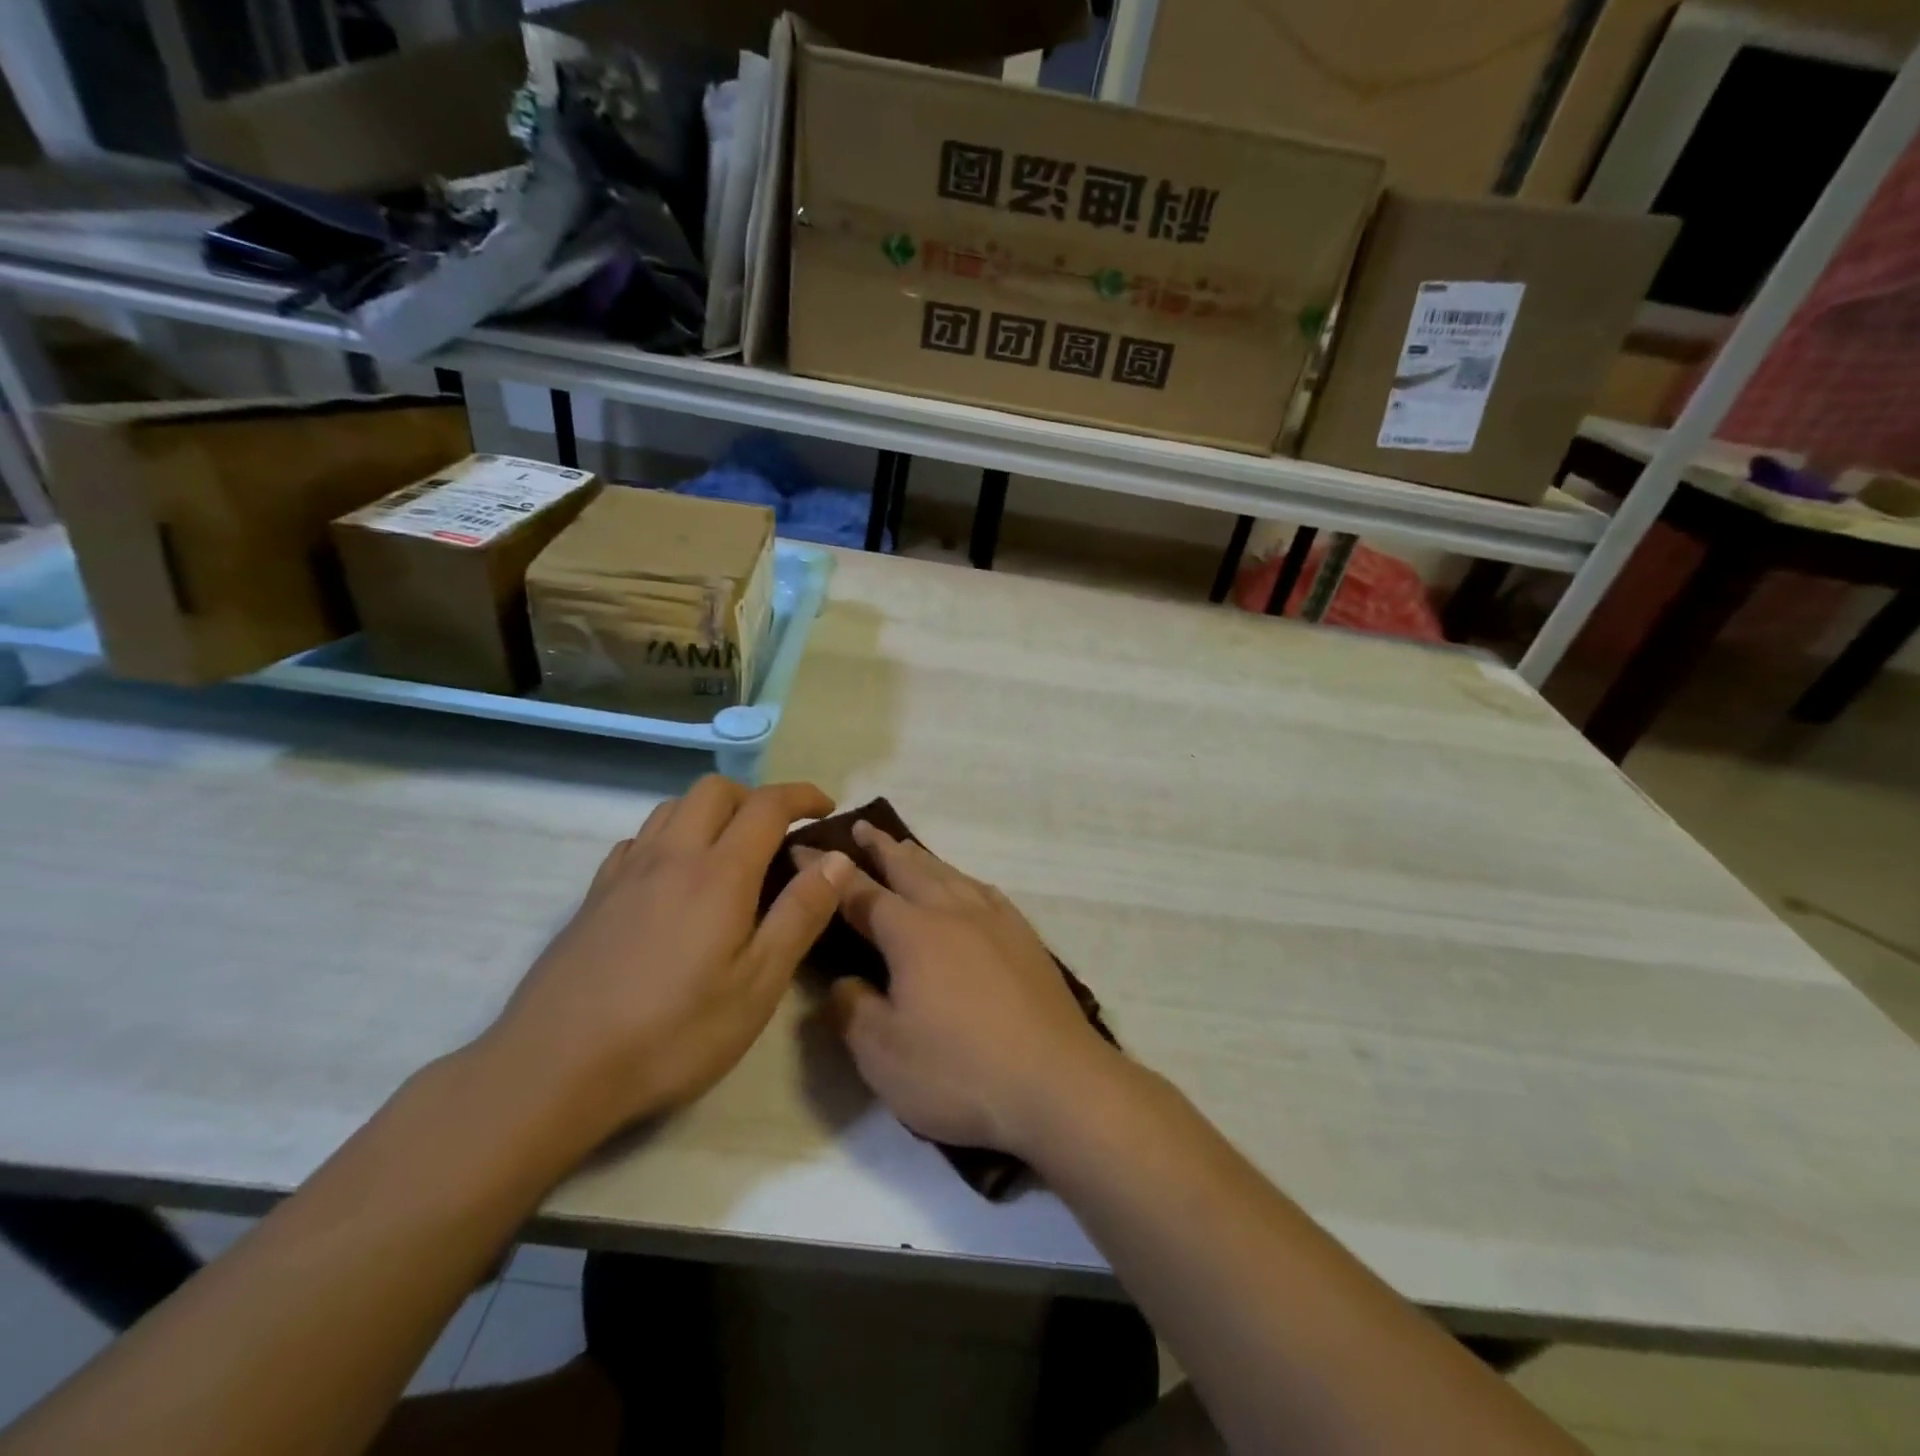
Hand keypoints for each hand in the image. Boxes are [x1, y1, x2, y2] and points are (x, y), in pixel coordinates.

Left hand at [486, 776, 853, 1139]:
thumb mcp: (757, 985)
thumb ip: (800, 915)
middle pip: (714, 790)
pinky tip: (674, 878)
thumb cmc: (673, 1033)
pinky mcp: (594, 896)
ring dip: (711, 811)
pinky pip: (639, 840)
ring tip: (730, 851)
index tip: (826, 809)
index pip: (767, 805)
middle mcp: (671, 856)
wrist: (553, 1070)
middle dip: (755, 796)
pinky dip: (670, 837)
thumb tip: (836, 858)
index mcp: (718, 873)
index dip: (802, 796)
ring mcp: (625, 873)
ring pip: (672, 807)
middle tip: (778, 833)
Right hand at [818, 824, 1122, 1158]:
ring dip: (920, 858)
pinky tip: (965, 885)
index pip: (858, 892)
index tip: (803, 850)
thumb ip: (851, 1010)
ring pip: (949, 874)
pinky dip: (962, 879)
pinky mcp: (1025, 938)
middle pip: (909, 868)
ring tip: (905, 847)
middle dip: (880, 847)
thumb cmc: (960, 1071)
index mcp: (912, 932)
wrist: (1056, 1083)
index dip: (827, 872)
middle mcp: (953, 912)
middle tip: (860, 827)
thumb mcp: (883, 1054)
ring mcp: (995, 921)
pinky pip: (984, 891)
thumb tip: (843, 981)